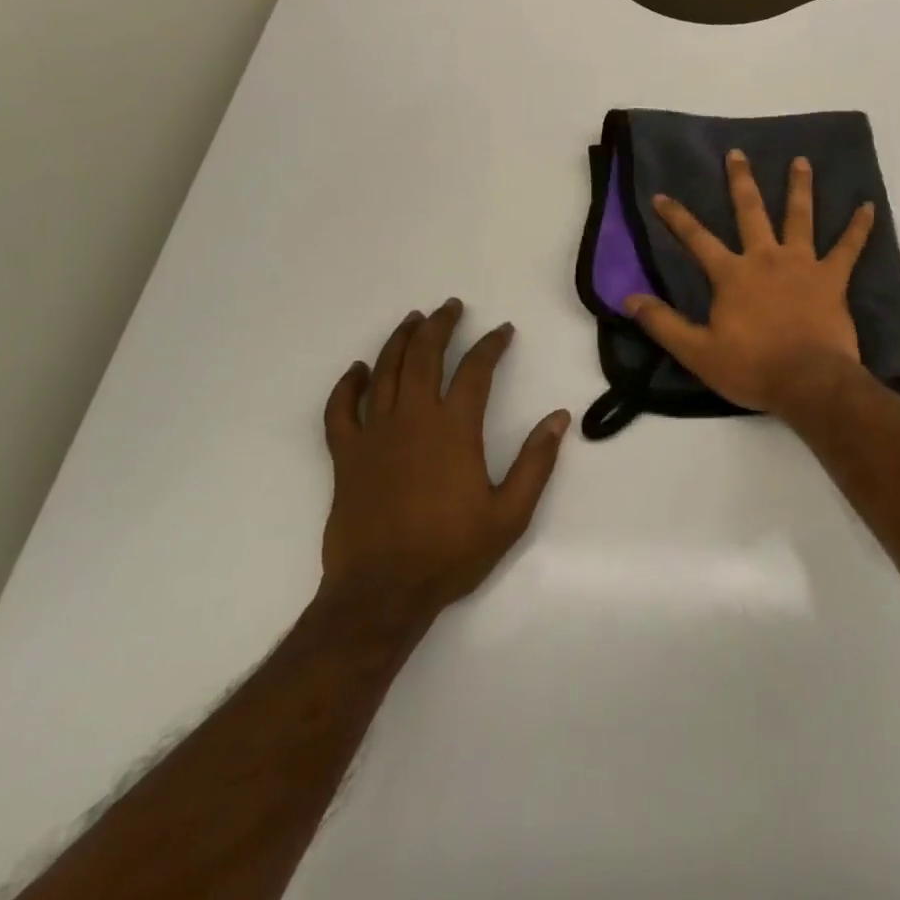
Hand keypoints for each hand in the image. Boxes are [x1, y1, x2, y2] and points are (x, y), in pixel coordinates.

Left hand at [319, 299, 567, 611]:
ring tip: (413, 320)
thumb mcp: (510, 513)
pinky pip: (340, 411)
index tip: (503, 330)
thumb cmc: (450, 552)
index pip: (475, 370)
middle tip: (451, 307)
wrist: (381, 593)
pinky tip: (357, 370)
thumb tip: (558, 418)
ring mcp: (374, 436)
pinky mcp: (345, 457)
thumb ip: (536, 462)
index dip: (491, 345)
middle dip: (440, 326)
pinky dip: (347, 386)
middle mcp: (412, 420)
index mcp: (454, 429)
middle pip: (423, 358)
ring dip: (399, 341)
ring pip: (384, 373)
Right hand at [626, 150, 874, 412]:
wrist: (808, 381)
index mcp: (732, 275)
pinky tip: (869, 206)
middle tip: (738, 153)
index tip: (661, 195)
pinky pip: (849, 247)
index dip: (676, 217)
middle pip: (751, 212)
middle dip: (741, 181)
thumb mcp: (697, 351)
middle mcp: (766, 258)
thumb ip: (663, 323)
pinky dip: (859, 227)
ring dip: (799, 187)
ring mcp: (803, 264)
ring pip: (800, 217)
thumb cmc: (752, 367)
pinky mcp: (832, 278)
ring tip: (801, 161)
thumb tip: (628, 298)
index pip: (696, 239)